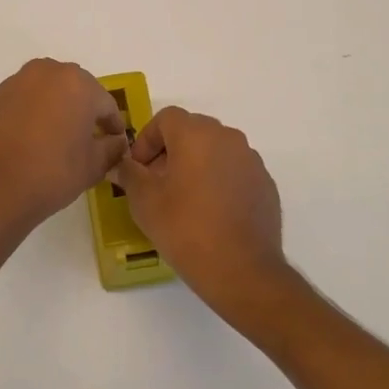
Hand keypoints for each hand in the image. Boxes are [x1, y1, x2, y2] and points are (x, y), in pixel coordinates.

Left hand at [0, 59, 127, 233]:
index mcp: (77, 83)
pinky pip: (22, 102)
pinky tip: (30, 140)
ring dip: (55, 108)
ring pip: (46, 92)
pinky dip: (31, 114)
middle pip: (74, 90)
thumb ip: (112, 148)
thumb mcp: (94, 165)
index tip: (114, 142)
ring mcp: (16, 83)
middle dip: (83, 110)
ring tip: (57, 138)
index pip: (105, 103)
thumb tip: (115, 142)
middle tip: (86, 138)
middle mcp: (46, 72)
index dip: (113, 124)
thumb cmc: (54, 172)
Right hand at [110, 107, 292, 322]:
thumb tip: (123, 165)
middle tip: (157, 183)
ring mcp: (251, 160)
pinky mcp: (265, 184)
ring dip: (196, 165)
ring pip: (215, 150)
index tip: (139, 169)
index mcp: (196, 134)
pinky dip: (219, 181)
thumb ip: (129, 174)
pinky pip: (234, 171)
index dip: (146, 139)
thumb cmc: (185, 228)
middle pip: (192, 131)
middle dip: (170, 151)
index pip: (166, 118)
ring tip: (184, 199)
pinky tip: (211, 213)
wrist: (242, 270)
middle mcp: (228, 138)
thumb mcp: (144, 201)